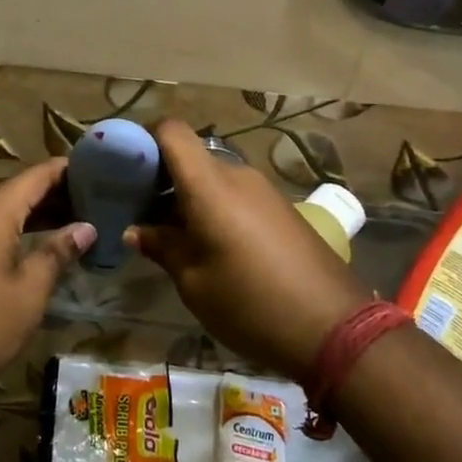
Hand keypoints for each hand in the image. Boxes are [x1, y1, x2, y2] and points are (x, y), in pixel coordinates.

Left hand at [0, 159, 94, 410]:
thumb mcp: (28, 293)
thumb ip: (57, 253)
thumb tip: (85, 228)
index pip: (36, 175)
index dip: (66, 169)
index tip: (97, 168)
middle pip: (17, 191)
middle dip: (54, 195)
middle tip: (95, 202)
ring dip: (33, 216)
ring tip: (72, 224)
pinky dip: (11, 231)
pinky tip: (32, 247)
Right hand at [129, 120, 366, 378]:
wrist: (337, 330)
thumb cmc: (251, 304)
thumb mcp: (194, 283)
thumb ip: (162, 247)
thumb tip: (137, 230)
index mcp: (209, 185)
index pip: (171, 131)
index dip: (144, 139)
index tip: (125, 169)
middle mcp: (236, 175)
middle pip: (189, 156)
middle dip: (161, 177)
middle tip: (140, 212)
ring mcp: (262, 190)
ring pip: (211, 177)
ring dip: (187, 196)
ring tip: (172, 236)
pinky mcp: (281, 208)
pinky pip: (235, 194)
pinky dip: (214, 208)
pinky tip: (209, 246)